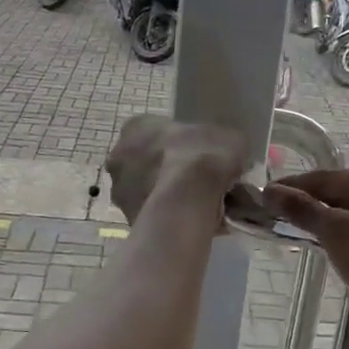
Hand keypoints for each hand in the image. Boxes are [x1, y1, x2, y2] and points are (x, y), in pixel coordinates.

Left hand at [106, 115, 250, 224]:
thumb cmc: (202, 158)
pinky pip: (152, 215)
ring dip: (168, 196)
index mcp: (137, 126)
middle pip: (148, 161)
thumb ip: (224, 143)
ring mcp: (119, 189)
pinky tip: (190, 222)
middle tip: (199, 183)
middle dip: (170, 171)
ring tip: (199, 207)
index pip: (157, 131)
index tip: (200, 156)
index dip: (181, 144)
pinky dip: (168, 217)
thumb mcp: (229, 139)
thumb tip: (229, 153)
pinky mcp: (126, 217)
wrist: (186, 201)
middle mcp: (119, 154)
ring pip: (148, 190)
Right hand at [265, 168, 348, 331]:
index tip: (265, 196)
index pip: (326, 178)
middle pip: (343, 194)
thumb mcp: (336, 232)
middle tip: (280, 217)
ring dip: (331, 223)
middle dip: (313, 206)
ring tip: (303, 234)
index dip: (293, 188)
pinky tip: (338, 250)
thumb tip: (271, 191)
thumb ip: (303, 210)